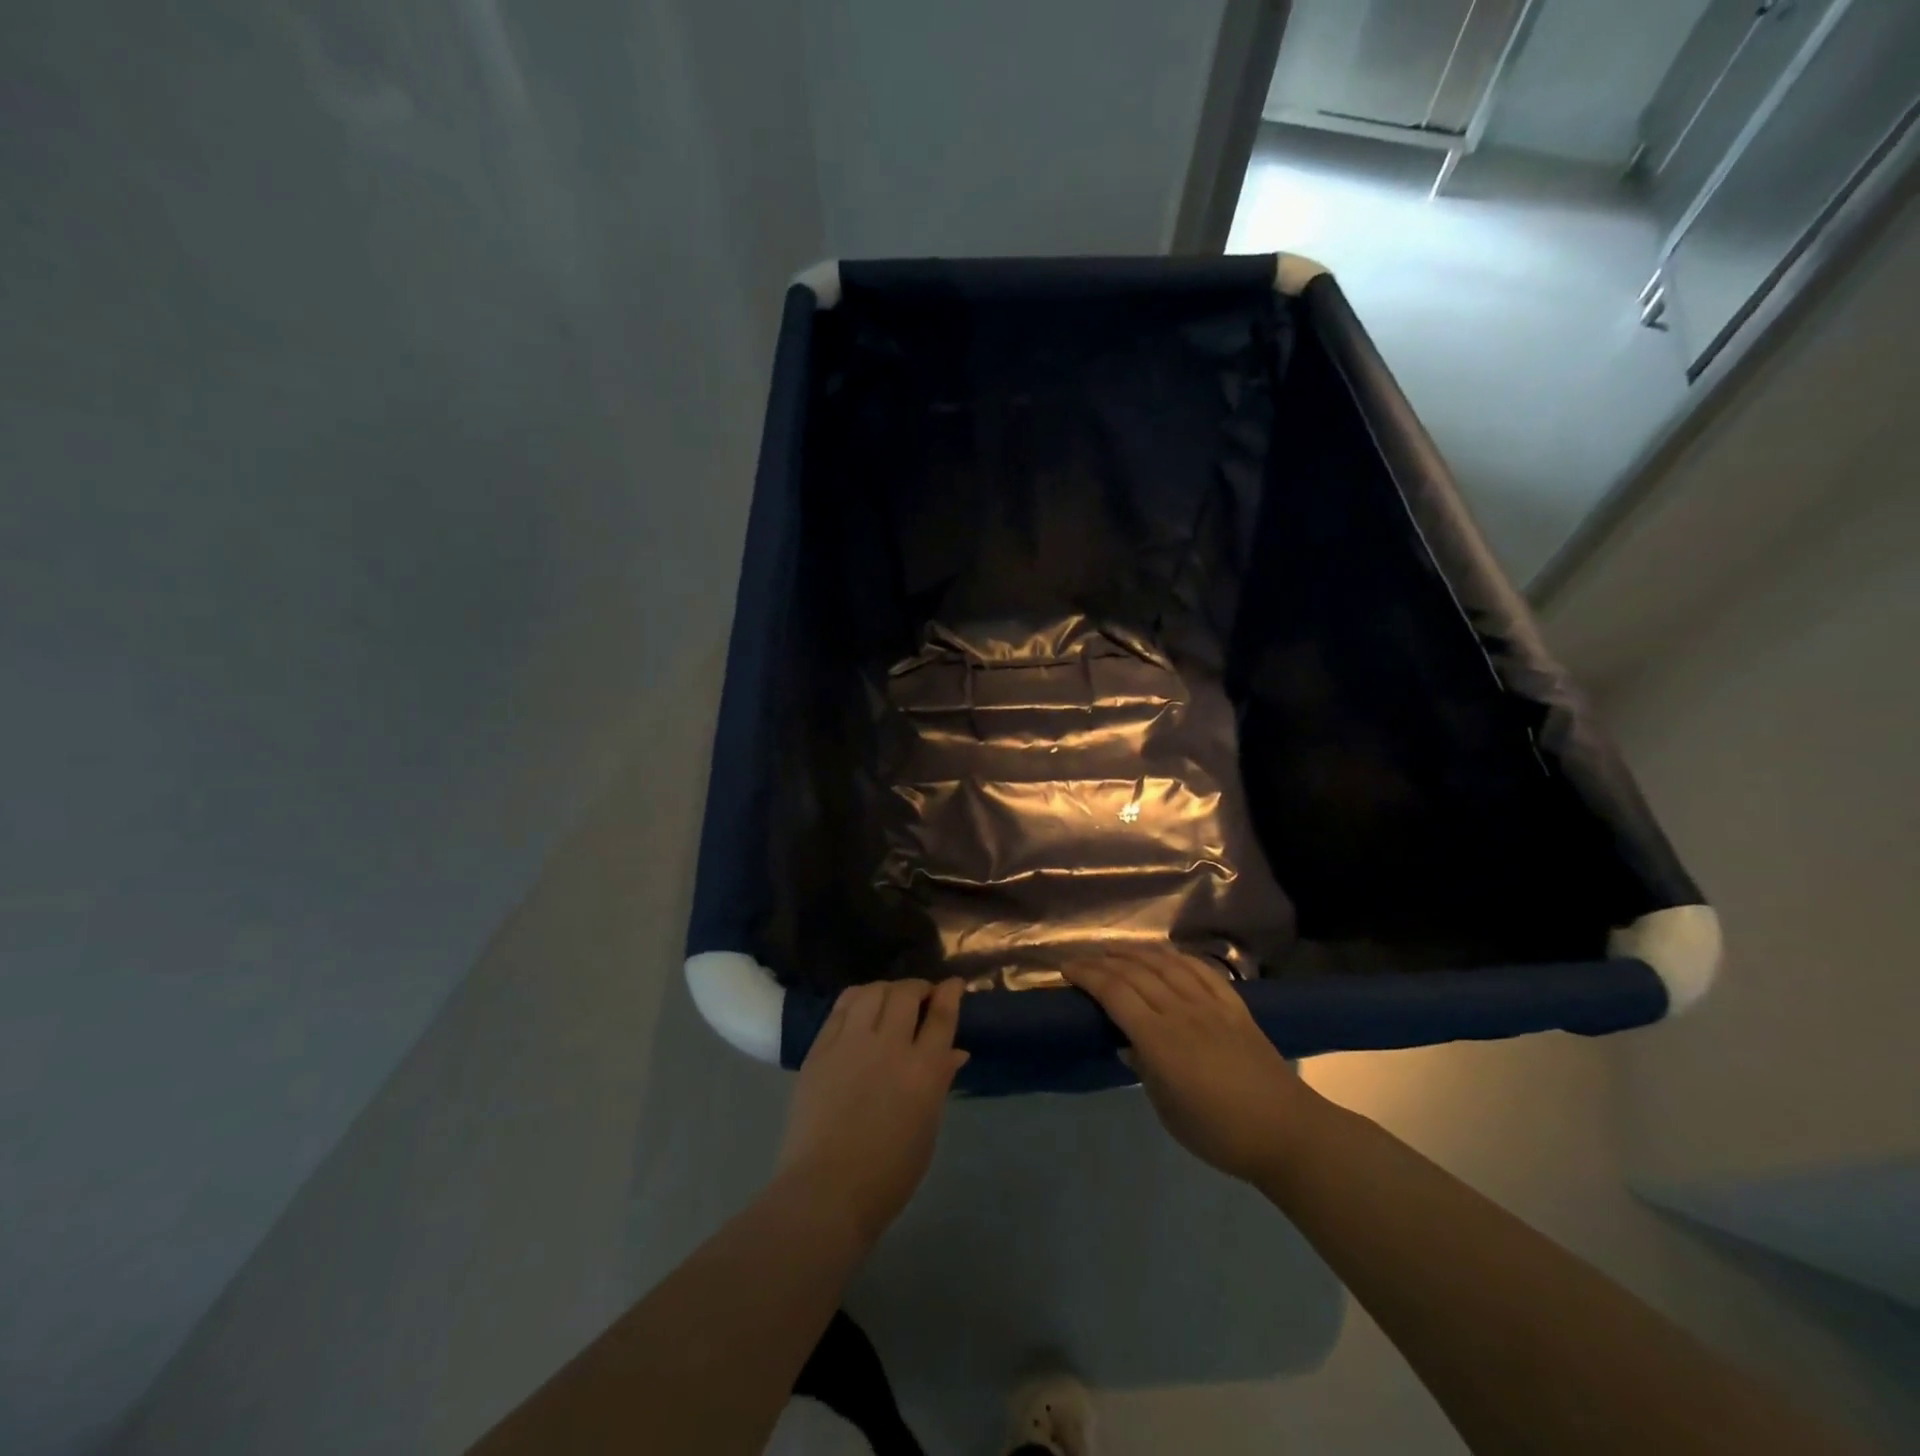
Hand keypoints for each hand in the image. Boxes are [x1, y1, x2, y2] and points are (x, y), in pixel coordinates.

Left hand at [775, 978, 968, 1248]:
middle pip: (906, 994)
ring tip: (890, 998)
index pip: (942, 1016)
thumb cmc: (888, 1174)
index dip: (950, 993)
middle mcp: (890, 1046)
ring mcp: (851, 1043)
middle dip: (919, 988)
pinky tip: (861, 1005)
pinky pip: (841, 1006)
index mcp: (924, 1071)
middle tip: (922, 996)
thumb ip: (938, 1083)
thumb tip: (953, 1053)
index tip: (953, 985)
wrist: (826, 1191)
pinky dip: (857, 998)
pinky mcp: (821, 1048)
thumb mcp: (927, 1129)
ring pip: (873, 992)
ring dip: (887, 989)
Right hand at [1063, 947, 1318, 1185]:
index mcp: (1160, 1039)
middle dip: (1103, 962)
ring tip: (1116, 951)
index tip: (1066, 970)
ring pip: (1166, 964)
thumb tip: (1128, 1044)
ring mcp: (1210, 1005)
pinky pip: (1201, 970)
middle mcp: (1181, 1011)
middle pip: (1135, 973)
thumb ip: (1144, 1069)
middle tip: (1082, 960)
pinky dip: (1177, 957)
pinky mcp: (1234, 1006)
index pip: (1114, 993)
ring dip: (1136, 953)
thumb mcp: (1167, 1109)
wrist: (1286, 1132)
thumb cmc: (1219, 1132)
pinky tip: (1165, 955)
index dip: (1087, 976)